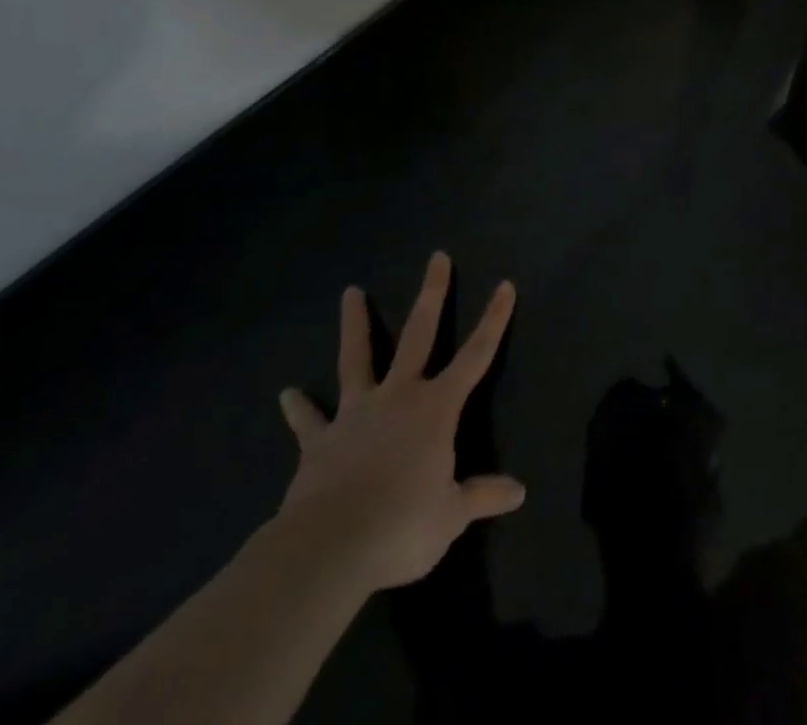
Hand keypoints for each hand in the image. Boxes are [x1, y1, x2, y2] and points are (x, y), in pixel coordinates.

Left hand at [274, 253, 524, 591]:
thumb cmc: (401, 525)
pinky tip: (287, 395)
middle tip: (437, 257)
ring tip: (350, 293)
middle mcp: (399, 397)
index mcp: (436, 409)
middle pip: (419, 335)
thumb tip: (518, 492)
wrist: (329, 547)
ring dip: (356, 325)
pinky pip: (309, 421)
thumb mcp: (451, 516)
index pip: (476, 355)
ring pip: (357, 359)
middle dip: (432, 294)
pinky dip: (300, 408)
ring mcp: (356, 414)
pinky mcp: (319, 441)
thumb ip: (481, 496)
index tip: (504, 285)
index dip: (493, 320)